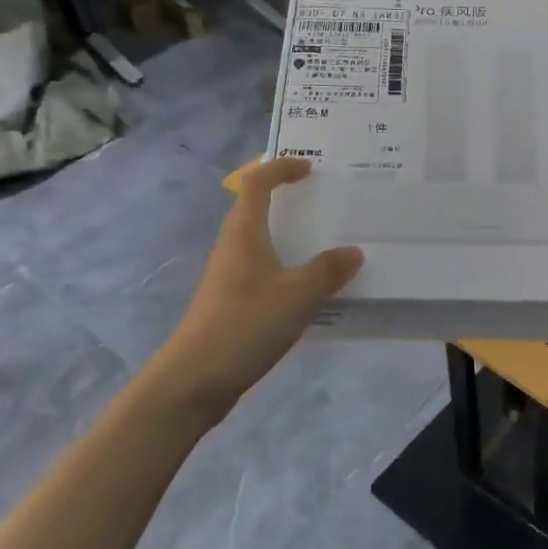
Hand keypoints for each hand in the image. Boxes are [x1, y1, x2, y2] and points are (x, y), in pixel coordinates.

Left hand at [163, 158, 362, 416]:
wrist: (194, 380)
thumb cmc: (244, 324)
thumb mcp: (297, 295)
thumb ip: (328, 271)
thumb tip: (353, 252)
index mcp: (243, 233)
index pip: (257, 183)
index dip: (281, 168)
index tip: (310, 168)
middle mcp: (232, 247)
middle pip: (255, 209)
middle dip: (287, 199)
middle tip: (324, 202)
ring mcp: (229, 276)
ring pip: (260, 242)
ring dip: (288, 235)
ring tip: (325, 243)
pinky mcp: (231, 303)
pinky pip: (263, 271)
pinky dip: (286, 267)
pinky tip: (309, 288)